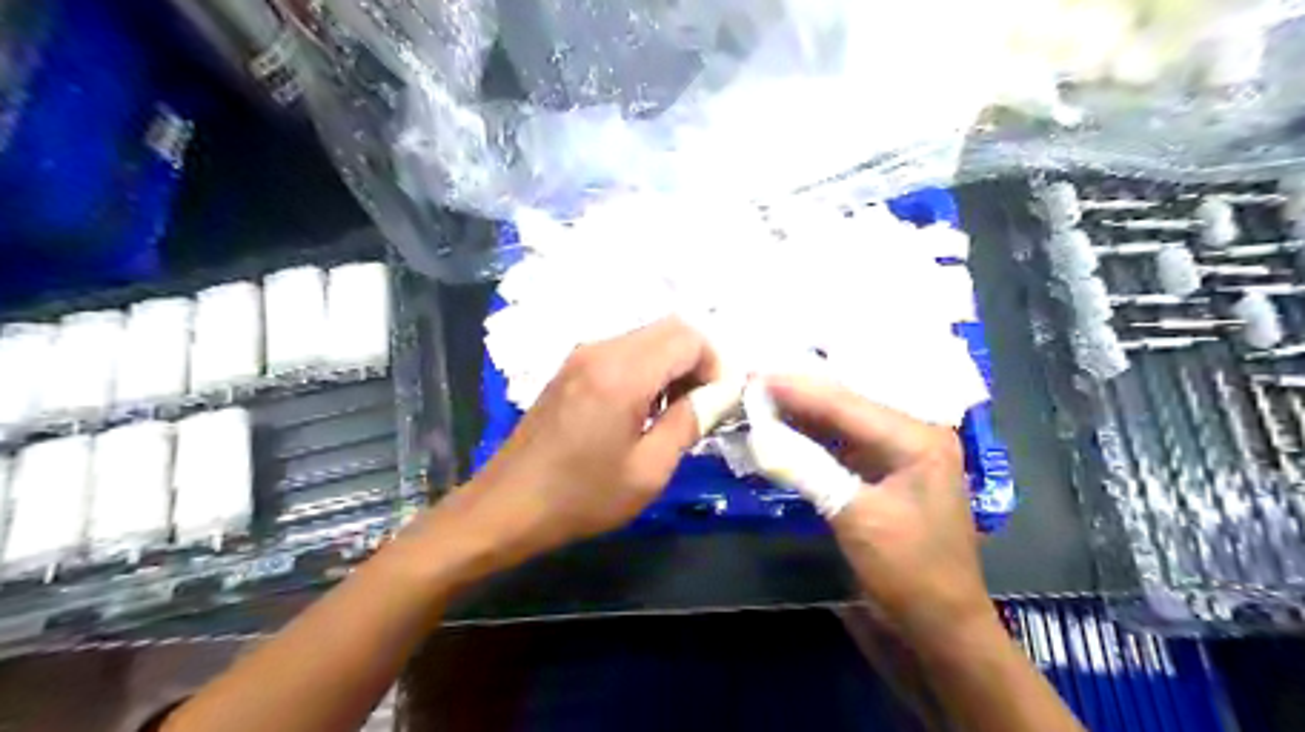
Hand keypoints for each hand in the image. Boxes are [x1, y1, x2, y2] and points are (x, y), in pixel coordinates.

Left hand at [418, 318, 717, 574]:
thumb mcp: (649, 471)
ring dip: (669, 366)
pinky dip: (644, 370)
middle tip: (695, 408)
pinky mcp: (570, 368)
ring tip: (667, 414)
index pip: (688, 337)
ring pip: (646, 338)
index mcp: (623, 373)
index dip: (713, 364)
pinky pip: (622, 351)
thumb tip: (716, 396)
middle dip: (694, 362)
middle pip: (669, 329)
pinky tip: (636, 411)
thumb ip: (688, 423)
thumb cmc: (581, 497)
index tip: (712, 404)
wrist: (506, 507)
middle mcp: (601, 350)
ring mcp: (581, 355)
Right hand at [768, 379, 990, 645]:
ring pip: (843, 423)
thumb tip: (758, 434)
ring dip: (804, 414)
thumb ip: (807, 468)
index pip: (849, 403)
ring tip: (762, 398)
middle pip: (848, 406)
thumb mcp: (855, 517)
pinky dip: (813, 438)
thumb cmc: (908, 572)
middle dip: (801, 394)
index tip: (757, 374)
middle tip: (755, 380)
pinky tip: (784, 428)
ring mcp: (900, 455)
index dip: (800, 389)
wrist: (938, 627)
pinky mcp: (884, 474)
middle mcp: (913, 436)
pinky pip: (844, 445)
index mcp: (919, 438)